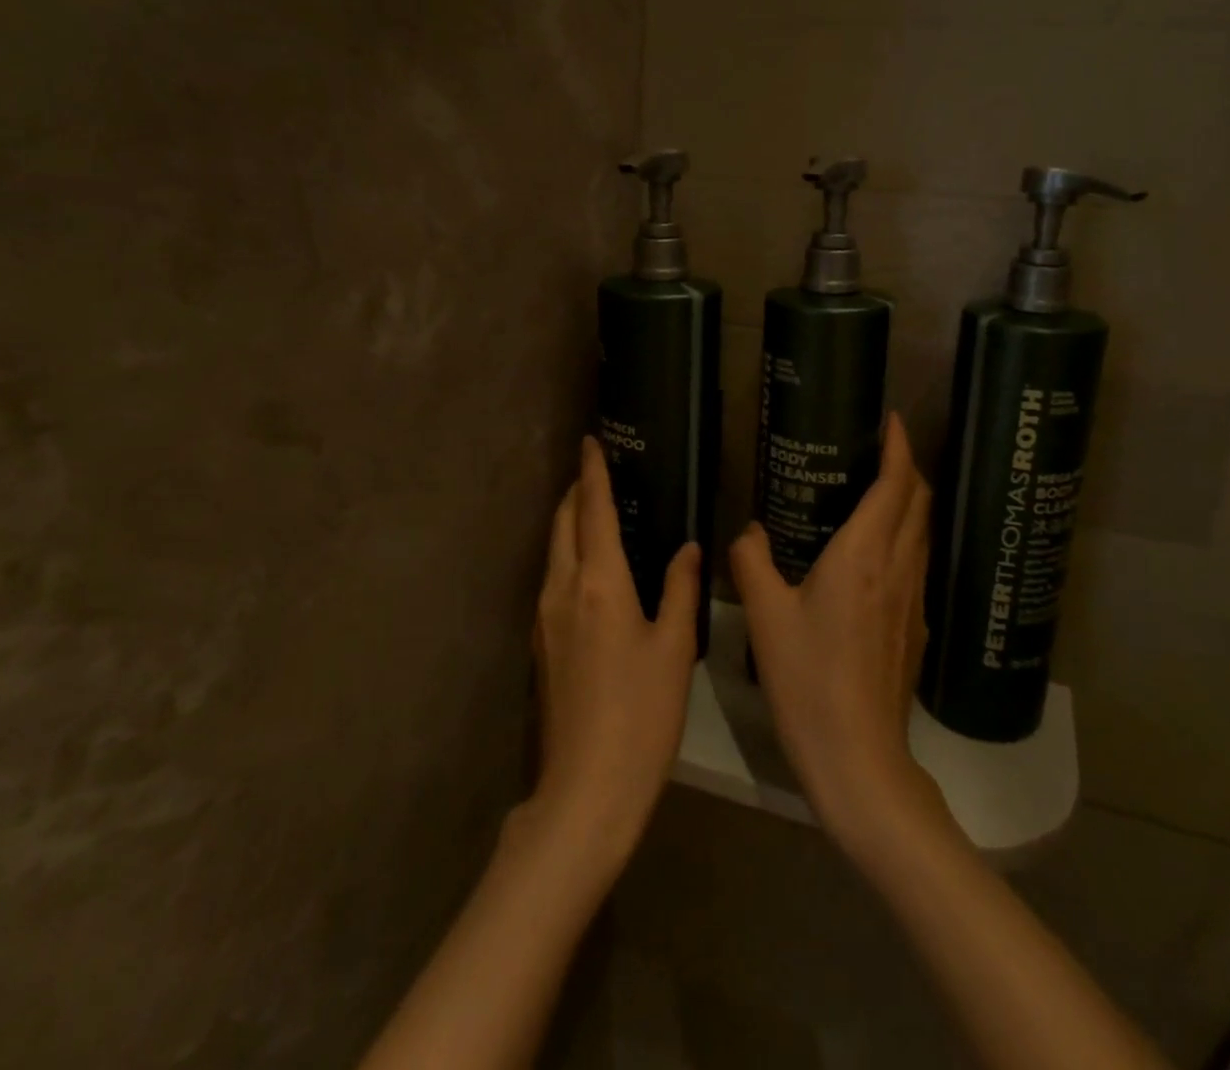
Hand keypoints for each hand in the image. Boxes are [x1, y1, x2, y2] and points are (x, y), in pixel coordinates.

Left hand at [530, 436, 699, 862]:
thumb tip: (687, 548)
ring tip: (598, 510)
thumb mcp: (673, 648)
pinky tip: (593, 566)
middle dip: (578, 491)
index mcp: (599, 582)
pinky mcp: (542, 642)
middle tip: (600, 471)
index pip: (594, 510)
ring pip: (554, 550)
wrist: (587, 788)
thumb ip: (679, 589)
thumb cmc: (641, 714)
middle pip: (563, 523)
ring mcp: (546, 617)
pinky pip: (553, 577)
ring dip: (571, 521)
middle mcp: (563, 589)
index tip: (592, 441)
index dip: (594, 472)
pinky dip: (569, 554)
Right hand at [730, 414, 950, 856]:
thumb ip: (752, 563)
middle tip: (881, 451)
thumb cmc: (808, 678)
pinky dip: (907, 539)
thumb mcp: (766, 616)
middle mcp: (898, 567)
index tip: (893, 421)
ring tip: (880, 491)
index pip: (896, 485)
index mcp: (864, 555)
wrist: (859, 756)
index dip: (900, 447)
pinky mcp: (918, 627)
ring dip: (910, 503)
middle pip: (919, 502)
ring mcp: (914, 599)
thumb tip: (749, 531)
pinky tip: (879, 554)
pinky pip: (918, 563)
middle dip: (908, 468)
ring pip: (923, 533)